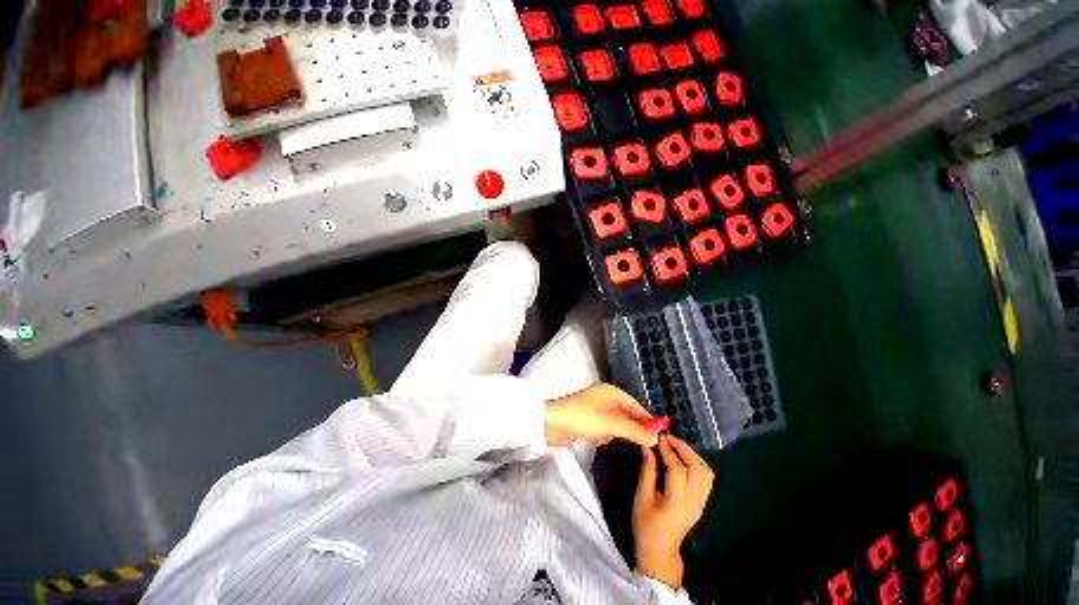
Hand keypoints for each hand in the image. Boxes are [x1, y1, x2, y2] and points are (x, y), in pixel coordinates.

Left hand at [545, 384, 666, 447]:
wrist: (552, 423)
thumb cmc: (583, 418)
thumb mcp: (611, 424)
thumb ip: (634, 431)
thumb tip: (655, 439)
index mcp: (610, 392)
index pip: (635, 405)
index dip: (647, 418)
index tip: (660, 434)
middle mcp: (604, 397)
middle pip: (626, 413)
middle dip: (634, 427)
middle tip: (646, 443)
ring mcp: (595, 408)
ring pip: (616, 421)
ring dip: (620, 431)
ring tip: (623, 441)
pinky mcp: (587, 420)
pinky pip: (605, 427)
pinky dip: (607, 433)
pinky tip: (603, 440)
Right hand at [632, 434, 714, 588]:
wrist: (659, 551)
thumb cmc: (645, 525)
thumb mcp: (642, 497)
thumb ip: (647, 471)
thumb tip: (648, 448)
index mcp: (677, 503)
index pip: (678, 469)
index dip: (668, 450)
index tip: (658, 437)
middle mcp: (694, 502)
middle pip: (697, 468)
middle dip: (683, 448)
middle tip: (667, 437)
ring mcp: (701, 503)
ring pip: (706, 472)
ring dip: (692, 455)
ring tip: (675, 445)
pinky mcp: (701, 503)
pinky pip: (706, 478)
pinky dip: (696, 463)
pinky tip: (683, 458)